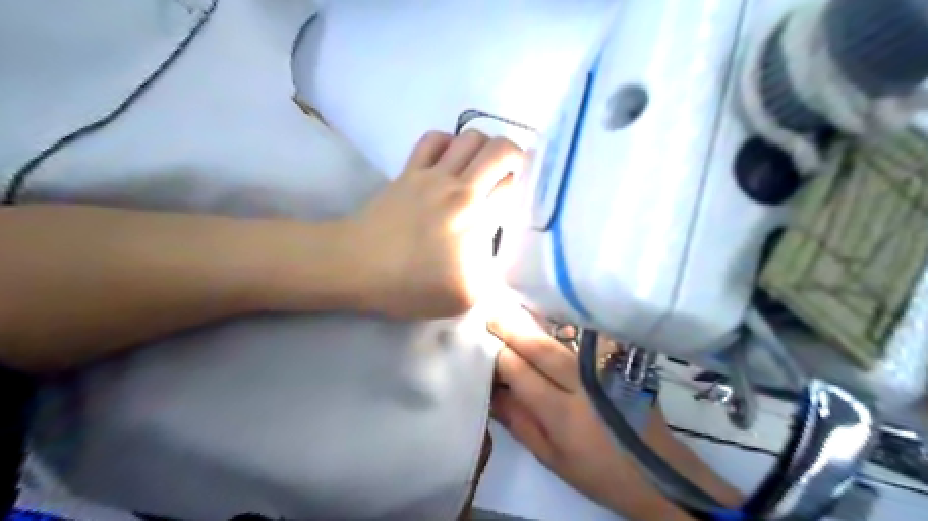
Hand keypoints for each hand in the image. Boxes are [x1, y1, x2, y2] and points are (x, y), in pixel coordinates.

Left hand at [351, 128, 520, 316]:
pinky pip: (434, 139)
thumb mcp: (466, 297)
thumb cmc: (410, 285)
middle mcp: (459, 185)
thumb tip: (501, 253)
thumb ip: (495, 275)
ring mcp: (430, 174)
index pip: (513, 183)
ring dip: (484, 149)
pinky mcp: (408, 171)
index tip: (521, 199)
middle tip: (510, 179)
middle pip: (499, 147)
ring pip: (469, 137)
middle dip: (514, 157)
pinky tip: (450, 163)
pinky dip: (449, 143)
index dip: (523, 188)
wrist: (356, 267)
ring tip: (481, 171)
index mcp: (476, 215)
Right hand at [487, 311, 716, 517]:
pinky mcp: (619, 361)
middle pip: (540, 347)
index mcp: (562, 413)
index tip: (483, 345)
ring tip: (514, 310)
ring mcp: (605, 368)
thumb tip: (492, 392)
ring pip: (563, 336)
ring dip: (536, 321)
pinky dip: (565, 324)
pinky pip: (586, 336)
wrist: (657, 470)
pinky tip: (550, 318)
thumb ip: (519, 423)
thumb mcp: (551, 458)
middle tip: (491, 314)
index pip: (520, 372)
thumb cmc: (598, 471)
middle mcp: (583, 384)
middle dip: (512, 328)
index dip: (499, 356)